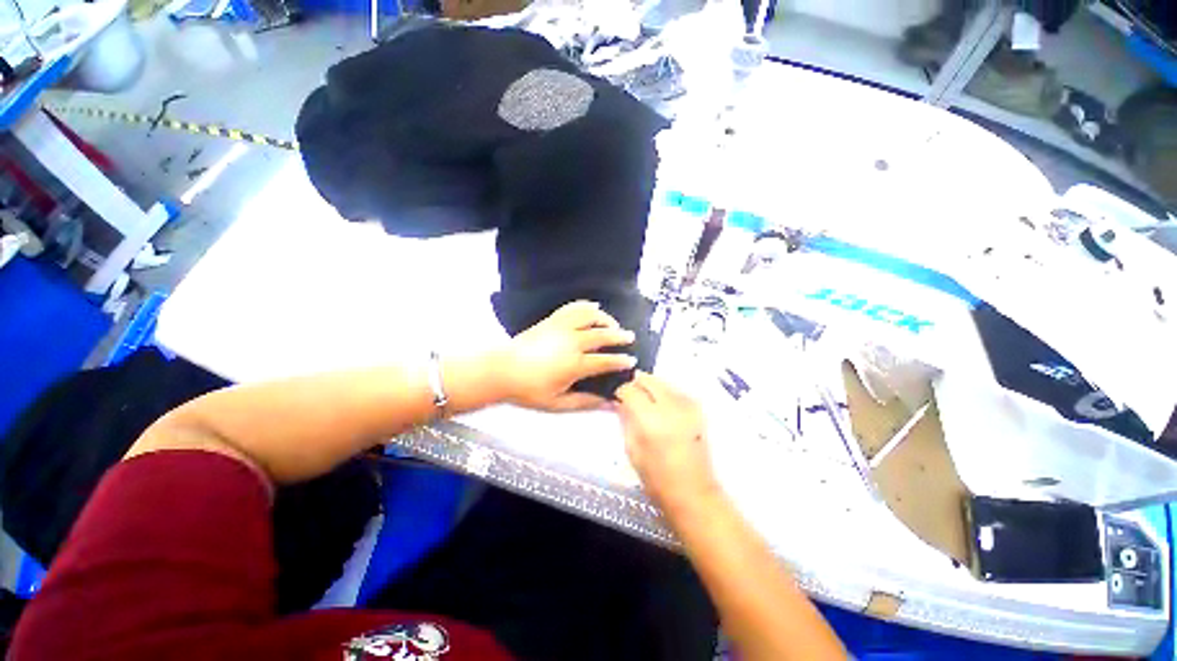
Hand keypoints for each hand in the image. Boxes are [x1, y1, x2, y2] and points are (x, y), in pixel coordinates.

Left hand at [499, 301, 636, 410]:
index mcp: (575, 365)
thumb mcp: (557, 403)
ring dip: (605, 318)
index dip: (621, 361)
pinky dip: (585, 305)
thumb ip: (585, 403)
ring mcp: (561, 328)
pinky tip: (593, 307)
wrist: (500, 370)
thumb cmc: (528, 390)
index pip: (605, 361)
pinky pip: (573, 307)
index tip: (631, 361)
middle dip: (620, 335)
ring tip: (612, 324)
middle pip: (603, 334)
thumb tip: (609, 405)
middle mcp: (572, 342)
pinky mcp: (552, 320)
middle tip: (629, 337)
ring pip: (590, 316)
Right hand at [616, 371, 719, 513]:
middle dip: (635, 384)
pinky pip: (675, 390)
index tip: (617, 398)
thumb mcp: (632, 449)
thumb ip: (625, 419)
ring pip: (662, 381)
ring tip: (645, 402)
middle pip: (647, 379)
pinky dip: (664, 392)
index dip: (621, 391)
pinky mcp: (697, 408)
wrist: (693, 491)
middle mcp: (670, 406)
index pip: (630, 389)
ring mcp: (687, 405)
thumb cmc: (657, 477)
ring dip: (650, 387)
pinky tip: (661, 407)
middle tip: (630, 396)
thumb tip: (619, 401)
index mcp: (651, 419)